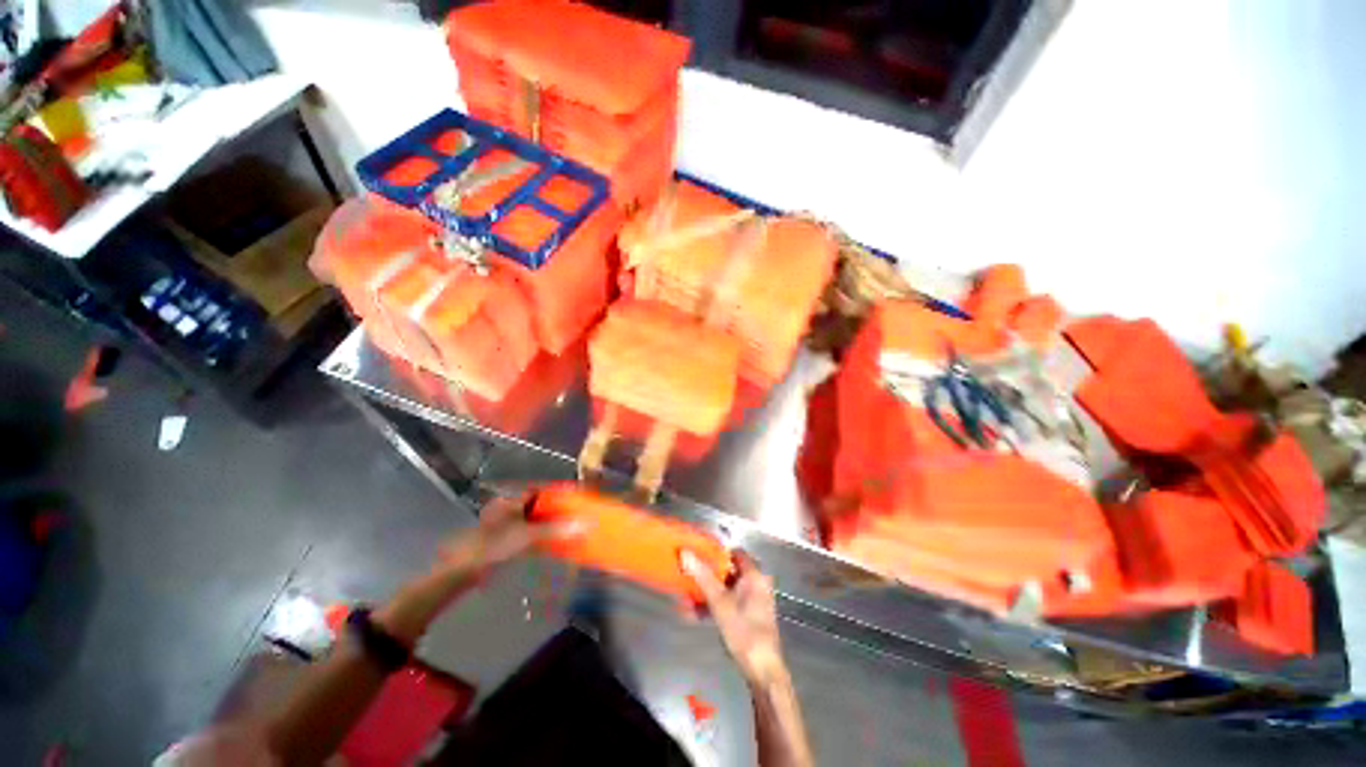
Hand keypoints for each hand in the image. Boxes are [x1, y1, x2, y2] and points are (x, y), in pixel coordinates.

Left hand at [377, 493, 584, 644]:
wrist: (461, 573)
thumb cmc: (492, 548)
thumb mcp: (527, 537)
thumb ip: (556, 530)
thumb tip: (586, 523)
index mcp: (511, 501)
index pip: (540, 490)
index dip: (558, 493)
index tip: (575, 497)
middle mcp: (507, 509)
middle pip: (538, 505)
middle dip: (556, 510)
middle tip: (574, 515)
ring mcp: (502, 525)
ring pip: (532, 520)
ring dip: (548, 524)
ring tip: (567, 529)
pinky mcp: (501, 541)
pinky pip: (526, 533)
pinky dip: (539, 536)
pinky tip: (550, 544)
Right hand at [682, 551, 785, 684]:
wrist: (762, 669)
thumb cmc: (743, 630)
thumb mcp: (719, 602)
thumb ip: (702, 576)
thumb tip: (684, 552)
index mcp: (754, 575)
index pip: (734, 552)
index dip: (716, 552)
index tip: (697, 554)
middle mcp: (756, 583)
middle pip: (728, 570)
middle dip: (707, 575)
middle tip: (688, 575)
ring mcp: (753, 600)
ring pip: (726, 588)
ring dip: (707, 592)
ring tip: (685, 598)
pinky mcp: (749, 615)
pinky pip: (728, 602)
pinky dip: (714, 605)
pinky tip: (694, 614)